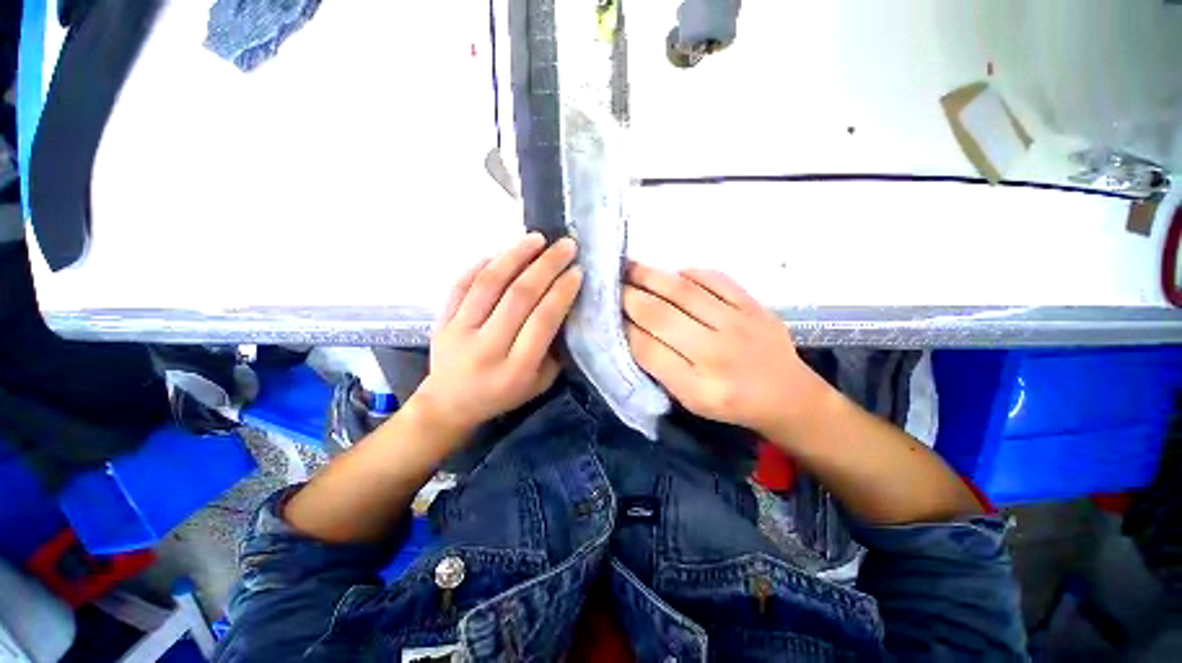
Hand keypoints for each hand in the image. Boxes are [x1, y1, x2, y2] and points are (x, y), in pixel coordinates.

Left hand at [411, 233, 581, 436]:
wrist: (448, 405)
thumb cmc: (502, 396)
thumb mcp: (539, 384)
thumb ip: (554, 350)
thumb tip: (565, 308)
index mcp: (516, 369)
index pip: (543, 321)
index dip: (562, 292)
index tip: (577, 271)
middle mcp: (487, 347)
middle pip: (519, 295)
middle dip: (547, 265)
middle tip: (565, 245)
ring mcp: (460, 331)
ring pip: (490, 283)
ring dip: (516, 255)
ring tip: (537, 238)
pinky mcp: (442, 320)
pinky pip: (462, 284)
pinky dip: (482, 264)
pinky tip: (502, 252)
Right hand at [622, 262, 831, 438]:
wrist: (788, 397)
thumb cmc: (731, 403)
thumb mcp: (689, 400)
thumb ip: (660, 368)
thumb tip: (630, 330)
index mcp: (697, 387)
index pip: (646, 349)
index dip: (622, 327)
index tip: (606, 312)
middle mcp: (716, 354)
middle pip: (660, 316)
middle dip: (627, 296)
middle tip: (608, 283)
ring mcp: (738, 325)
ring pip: (683, 292)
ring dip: (650, 276)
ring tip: (628, 267)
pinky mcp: (754, 306)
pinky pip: (715, 279)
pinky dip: (689, 273)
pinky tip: (673, 273)